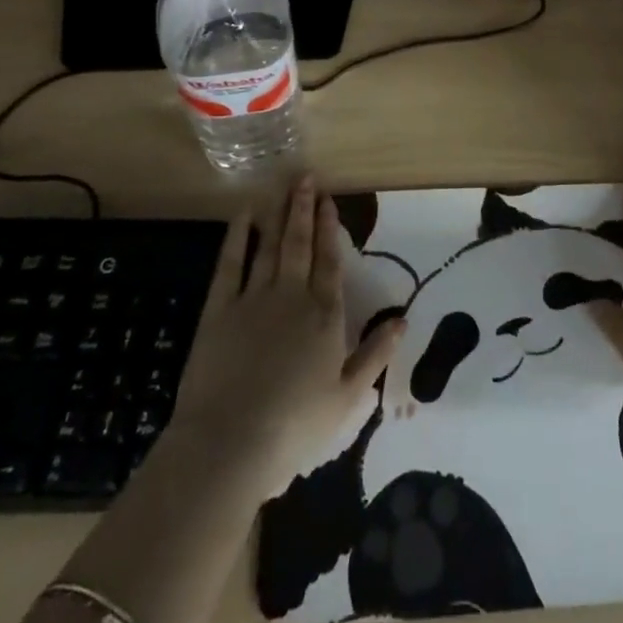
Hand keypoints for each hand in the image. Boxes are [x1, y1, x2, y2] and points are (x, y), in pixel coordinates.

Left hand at [173, 177, 401, 501]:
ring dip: (277, 216)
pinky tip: (242, 217)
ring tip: (282, 189)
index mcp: (325, 316)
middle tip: (306, 178)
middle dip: (304, 209)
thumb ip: (375, 355)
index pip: (330, 261)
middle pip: (300, 244)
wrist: (229, 444)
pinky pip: (230, 265)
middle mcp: (292, 296)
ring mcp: (253, 300)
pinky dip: (237, 238)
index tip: (329, 201)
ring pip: (270, 247)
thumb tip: (403, 321)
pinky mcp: (219, 311)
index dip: (330, 229)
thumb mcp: (347, 397)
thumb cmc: (294, 426)